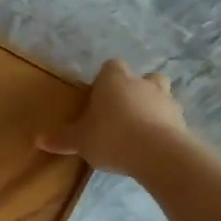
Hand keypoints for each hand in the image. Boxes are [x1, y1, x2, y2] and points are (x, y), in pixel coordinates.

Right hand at [38, 59, 188, 176]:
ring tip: (140, 129)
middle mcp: (142, 83)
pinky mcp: (182, 121)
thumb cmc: (111, 137)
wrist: (157, 153)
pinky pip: (171, 120)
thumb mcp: (80, 140)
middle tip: (122, 111)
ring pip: (161, 96)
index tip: (99, 98)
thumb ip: (62, 138)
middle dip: (135, 90)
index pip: (111, 67)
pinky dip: (164, 128)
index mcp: (115, 80)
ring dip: (153, 107)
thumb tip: (38, 139)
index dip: (105, 80)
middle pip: (143, 77)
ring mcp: (166, 101)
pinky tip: (154, 145)